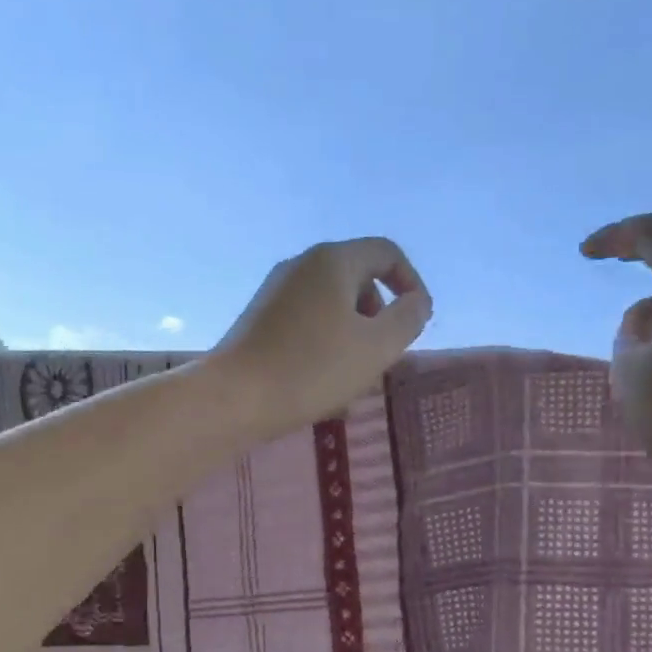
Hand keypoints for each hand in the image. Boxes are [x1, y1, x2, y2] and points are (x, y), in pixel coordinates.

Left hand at [209, 238, 432, 434]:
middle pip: (357, 280)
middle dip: (378, 316)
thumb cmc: (312, 369)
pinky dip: (323, 346)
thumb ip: (408, 319)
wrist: (234, 398)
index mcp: (332, 261)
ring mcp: (274, 292)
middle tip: (381, 356)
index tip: (416, 323)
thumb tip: (417, 302)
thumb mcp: (376, 347)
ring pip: (330, 307)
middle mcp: (300, 265)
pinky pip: (305, 324)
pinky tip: (322, 388)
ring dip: (352, 337)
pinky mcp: (258, 320)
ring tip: (353, 380)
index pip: (386, 253)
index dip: (411, 284)